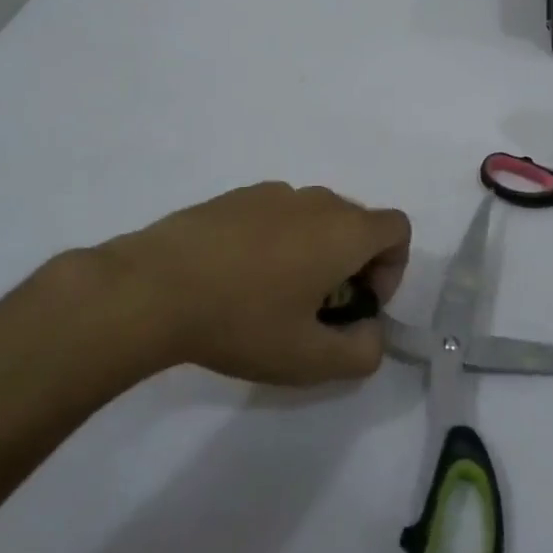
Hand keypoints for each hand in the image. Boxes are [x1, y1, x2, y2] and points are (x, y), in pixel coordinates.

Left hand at [65, 182, 410, 387]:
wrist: (155, 286)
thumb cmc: (243, 320)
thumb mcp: (308, 360)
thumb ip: (361, 353)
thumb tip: (370, 333)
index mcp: (344, 229)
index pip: (397, 229)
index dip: (391, 269)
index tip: (356, 304)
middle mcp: (317, 200)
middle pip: (357, 224)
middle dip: (352, 265)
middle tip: (316, 310)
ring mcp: (274, 192)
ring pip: (316, 219)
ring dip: (314, 253)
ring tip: (272, 296)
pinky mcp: (237, 196)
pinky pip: (278, 215)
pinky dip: (277, 241)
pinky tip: (237, 277)